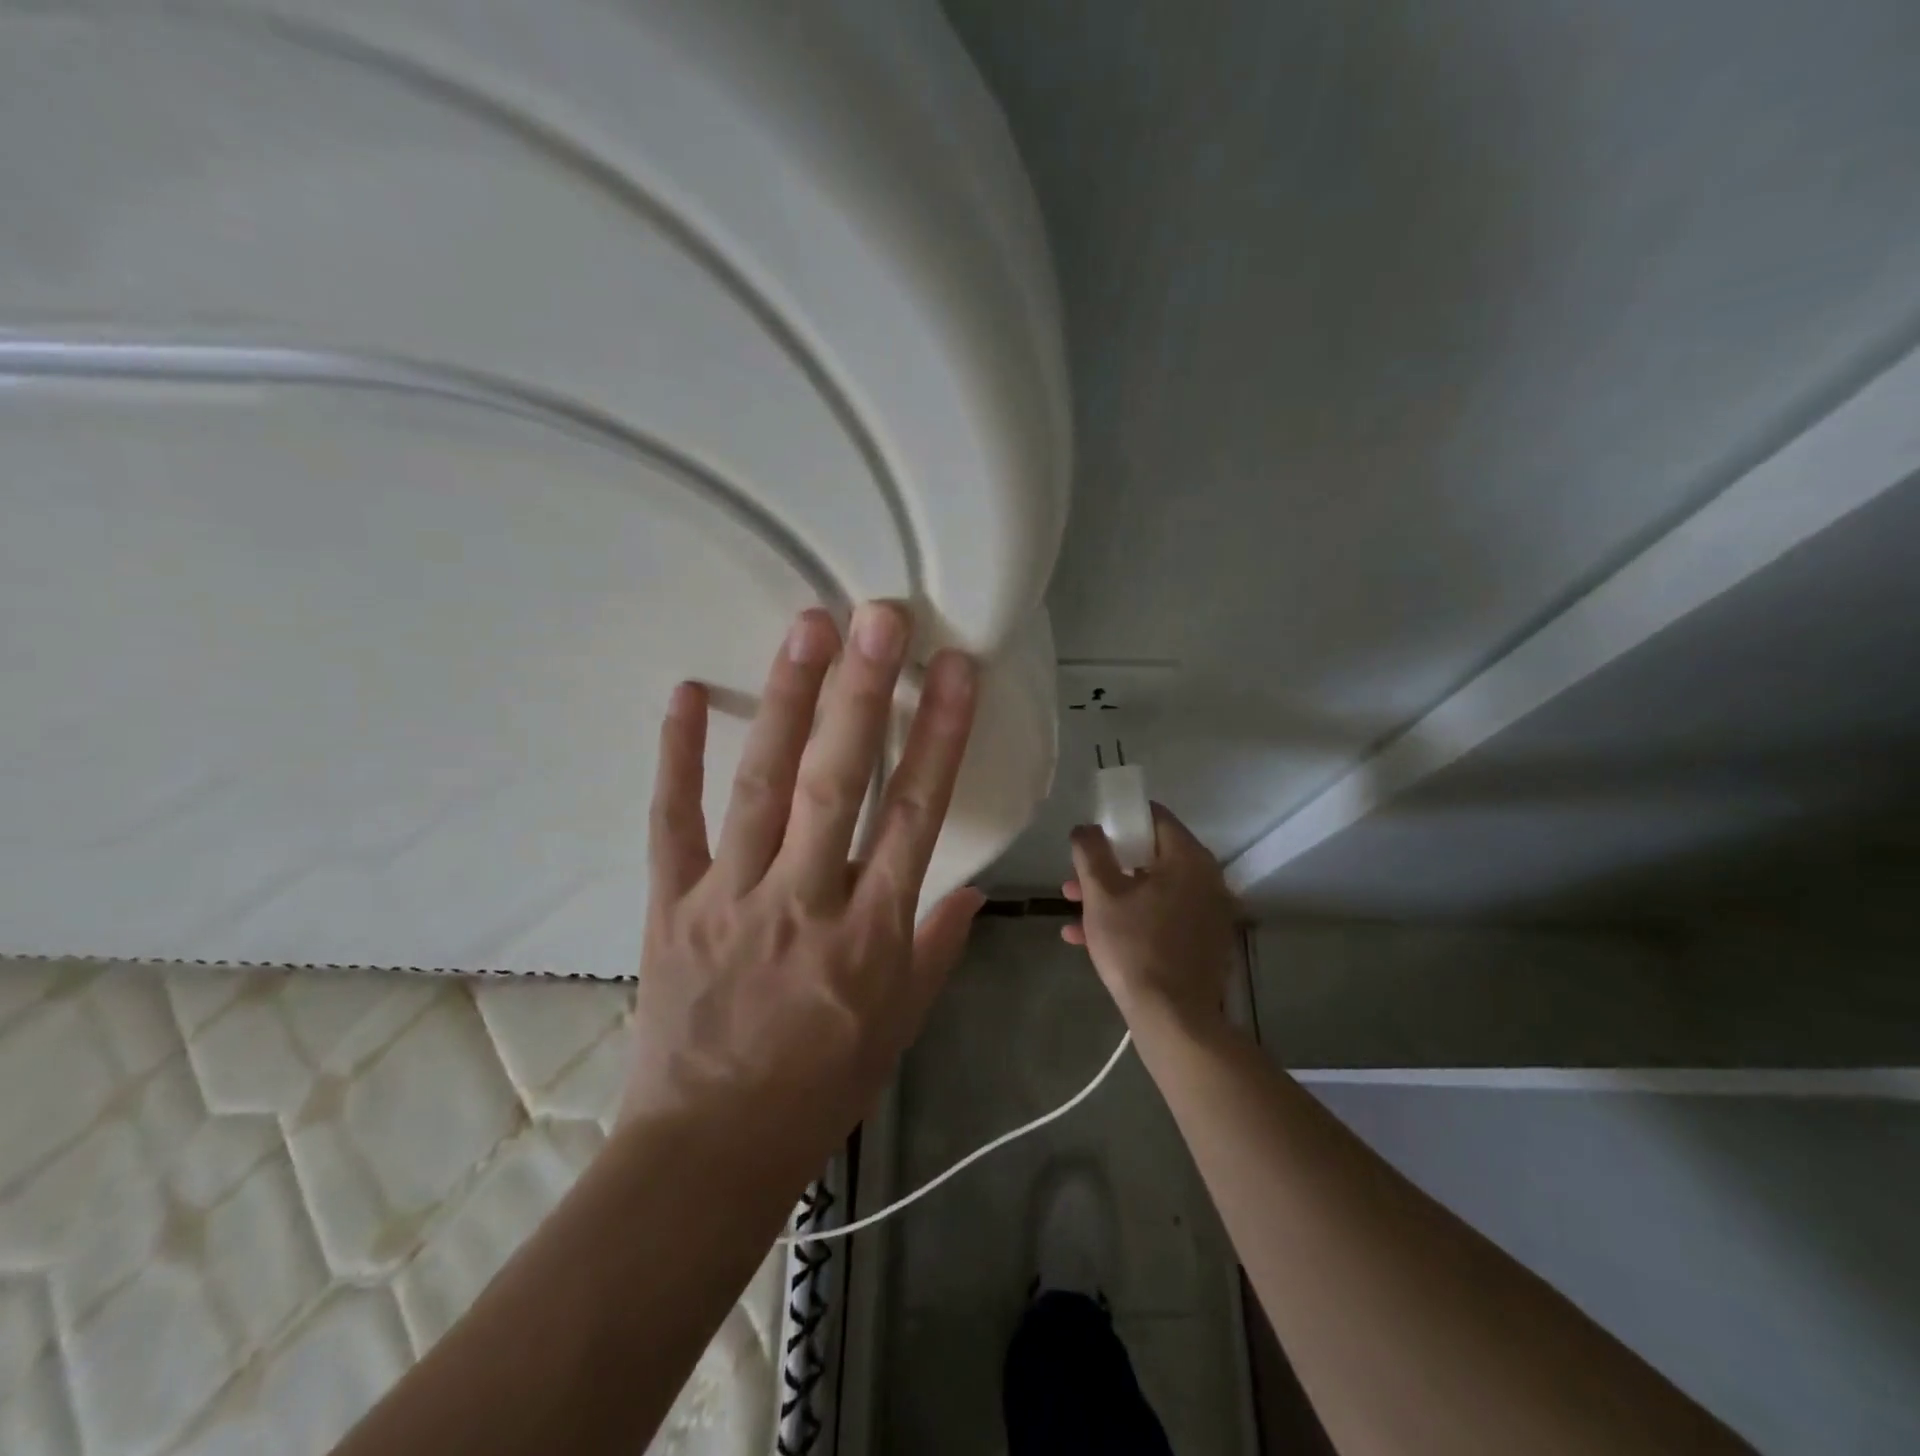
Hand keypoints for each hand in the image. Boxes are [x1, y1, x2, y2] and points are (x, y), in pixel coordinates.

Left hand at [622, 602, 984, 1178]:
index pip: (916, 816)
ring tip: (808, 629)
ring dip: (789, 702)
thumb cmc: (820, 1090)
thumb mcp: (901, 1026)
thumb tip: (973, 888)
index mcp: (872, 936)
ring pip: (764, 786)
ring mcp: (731, 899)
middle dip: (865, 694)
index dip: (940, 736)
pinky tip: (690, 694)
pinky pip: (673, 821)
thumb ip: (937, 947)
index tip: (956, 671)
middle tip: (879, 618)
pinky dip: (679, 756)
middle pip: (839, 783)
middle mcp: (806, 903)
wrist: (709, 1153)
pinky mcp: (672, 905)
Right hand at [1063, 805, 1238, 1033]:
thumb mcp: (1101, 894)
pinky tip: (1090, 939)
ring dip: (1114, 897)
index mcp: (1188, 859)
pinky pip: (1163, 918)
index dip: (1120, 820)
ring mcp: (1209, 913)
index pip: (1155, 818)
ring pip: (1153, 891)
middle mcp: (1207, 880)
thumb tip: (1087, 828)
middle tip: (1076, 880)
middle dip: (1109, 867)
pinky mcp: (1204, 943)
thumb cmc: (1135, 947)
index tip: (1094, 835)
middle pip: (1151, 857)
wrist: (1173, 1018)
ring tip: (1073, 913)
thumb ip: (1090, 851)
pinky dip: (1132, 920)